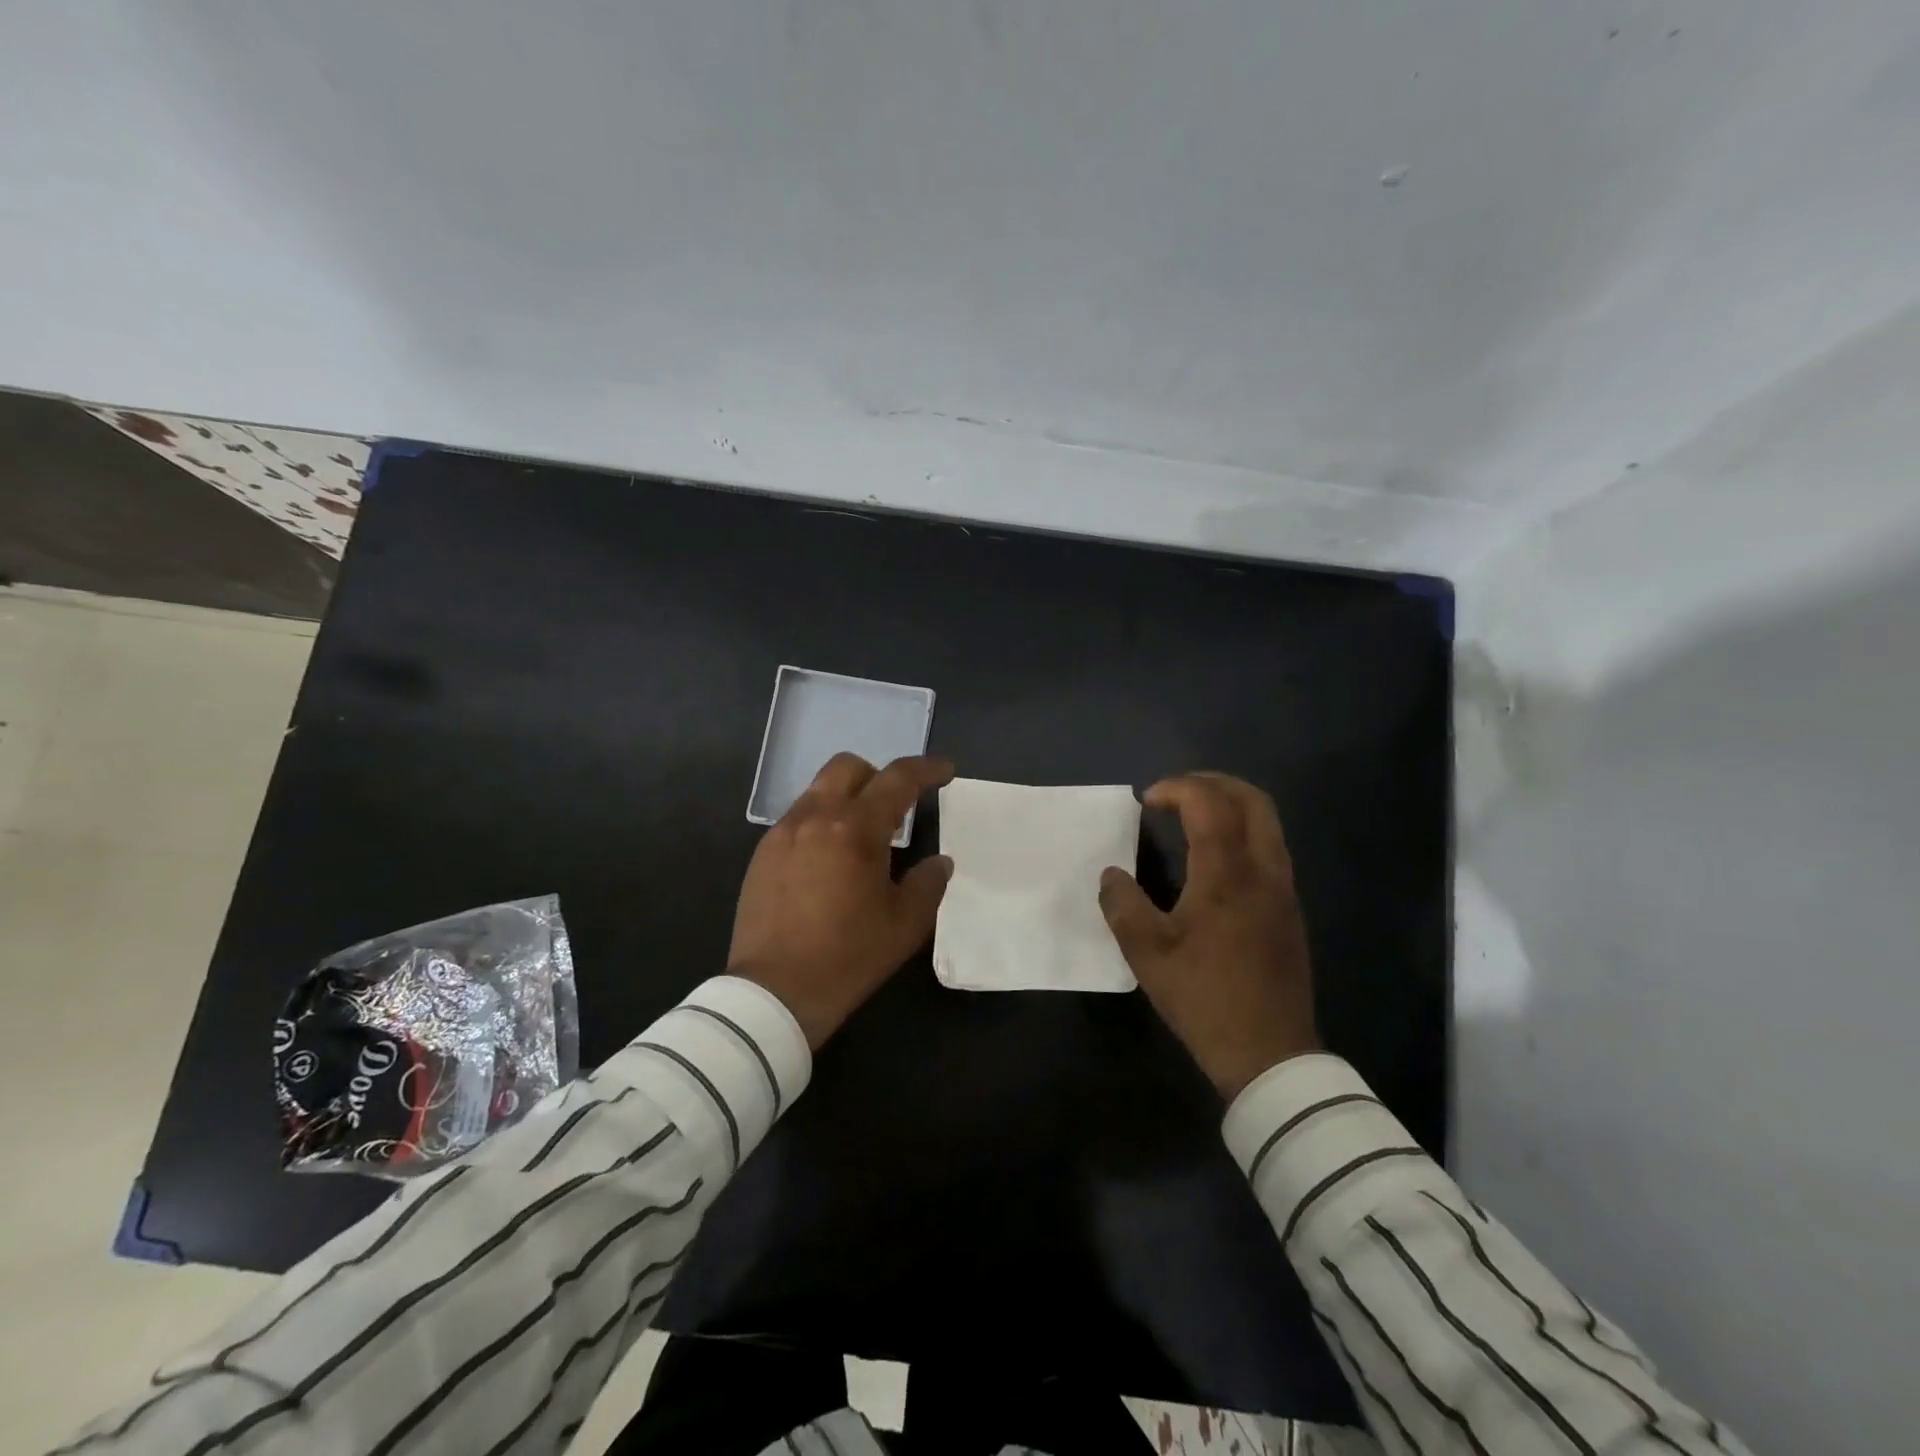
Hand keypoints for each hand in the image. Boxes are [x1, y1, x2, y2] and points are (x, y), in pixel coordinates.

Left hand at [729, 752, 954, 1048]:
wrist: (773, 993)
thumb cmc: (848, 957)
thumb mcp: (905, 924)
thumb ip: (929, 883)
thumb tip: (940, 862)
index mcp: (855, 828)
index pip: (897, 779)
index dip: (926, 769)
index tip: (945, 772)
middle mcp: (815, 817)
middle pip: (848, 767)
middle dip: (877, 776)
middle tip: (895, 807)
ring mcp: (782, 833)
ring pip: (818, 790)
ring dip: (846, 799)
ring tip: (860, 838)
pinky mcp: (762, 854)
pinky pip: (798, 819)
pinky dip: (821, 823)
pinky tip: (828, 861)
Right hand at [1098, 772, 1318, 1099]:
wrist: (1269, 1052)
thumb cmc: (1204, 998)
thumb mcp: (1147, 954)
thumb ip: (1122, 905)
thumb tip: (1112, 875)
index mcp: (1226, 874)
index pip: (1209, 803)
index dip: (1177, 788)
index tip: (1147, 801)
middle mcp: (1263, 870)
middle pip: (1252, 799)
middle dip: (1211, 783)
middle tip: (1175, 794)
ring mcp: (1282, 888)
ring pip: (1267, 822)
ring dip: (1230, 804)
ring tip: (1192, 817)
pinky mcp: (1289, 908)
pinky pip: (1269, 846)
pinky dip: (1242, 830)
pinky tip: (1214, 858)